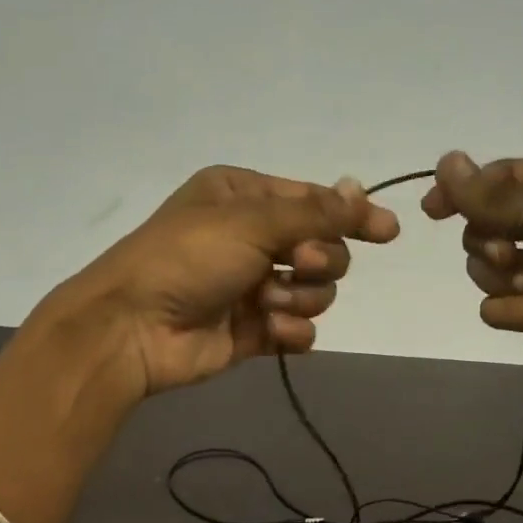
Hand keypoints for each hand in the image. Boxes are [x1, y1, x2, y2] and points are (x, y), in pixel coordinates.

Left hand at [41, 166, 399, 398]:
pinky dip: (291, 332)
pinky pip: (298, 328)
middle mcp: (252, 238)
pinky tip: (270, 332)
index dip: (351, 216)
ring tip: (265, 304)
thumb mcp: (252, 221)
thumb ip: (314, 213)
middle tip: (295, 264)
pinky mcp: (254, 331)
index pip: (314, 202)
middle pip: (323, 249)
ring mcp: (253, 286)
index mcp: (245, 197)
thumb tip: (360, 189)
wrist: (134, 327)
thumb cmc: (187, 258)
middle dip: (317, 261)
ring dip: (299, 297)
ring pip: (315, 291)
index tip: (388, 232)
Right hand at [422, 150, 522, 395]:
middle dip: (494, 244)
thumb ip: (493, 197)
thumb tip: (445, 160)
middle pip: (485, 225)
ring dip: (509, 281)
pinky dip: (519, 311)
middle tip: (514, 255)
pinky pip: (496, 306)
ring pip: (485, 269)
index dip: (465, 190)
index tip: (433, 209)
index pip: (503, 177)